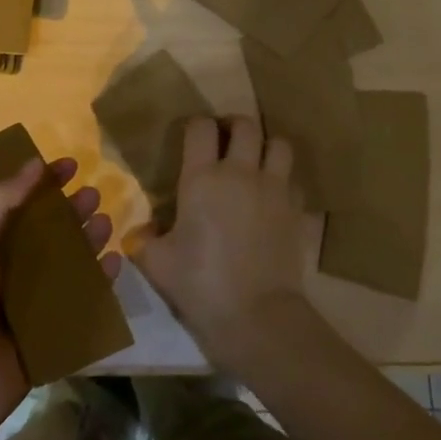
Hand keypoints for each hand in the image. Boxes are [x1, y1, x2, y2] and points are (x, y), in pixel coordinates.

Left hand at [0, 156, 115, 435]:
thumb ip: (0, 202)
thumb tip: (34, 162)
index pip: (19, 205)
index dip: (42, 183)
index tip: (69, 165)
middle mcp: (11, 270)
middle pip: (49, 232)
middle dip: (71, 211)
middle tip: (93, 194)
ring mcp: (33, 302)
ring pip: (69, 263)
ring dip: (88, 240)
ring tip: (105, 223)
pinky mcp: (54, 331)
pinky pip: (83, 300)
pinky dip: (100, 281)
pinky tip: (114, 263)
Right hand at [134, 116, 309, 374]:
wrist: (256, 314)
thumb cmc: (200, 284)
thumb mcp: (156, 263)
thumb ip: (144, 239)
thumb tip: (143, 230)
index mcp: (202, 177)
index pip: (201, 127)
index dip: (196, 125)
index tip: (192, 137)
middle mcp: (241, 172)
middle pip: (246, 124)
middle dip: (234, 126)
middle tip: (225, 142)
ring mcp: (275, 189)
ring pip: (279, 144)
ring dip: (267, 146)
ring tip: (256, 161)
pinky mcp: (297, 211)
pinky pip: (294, 181)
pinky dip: (284, 181)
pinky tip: (273, 197)